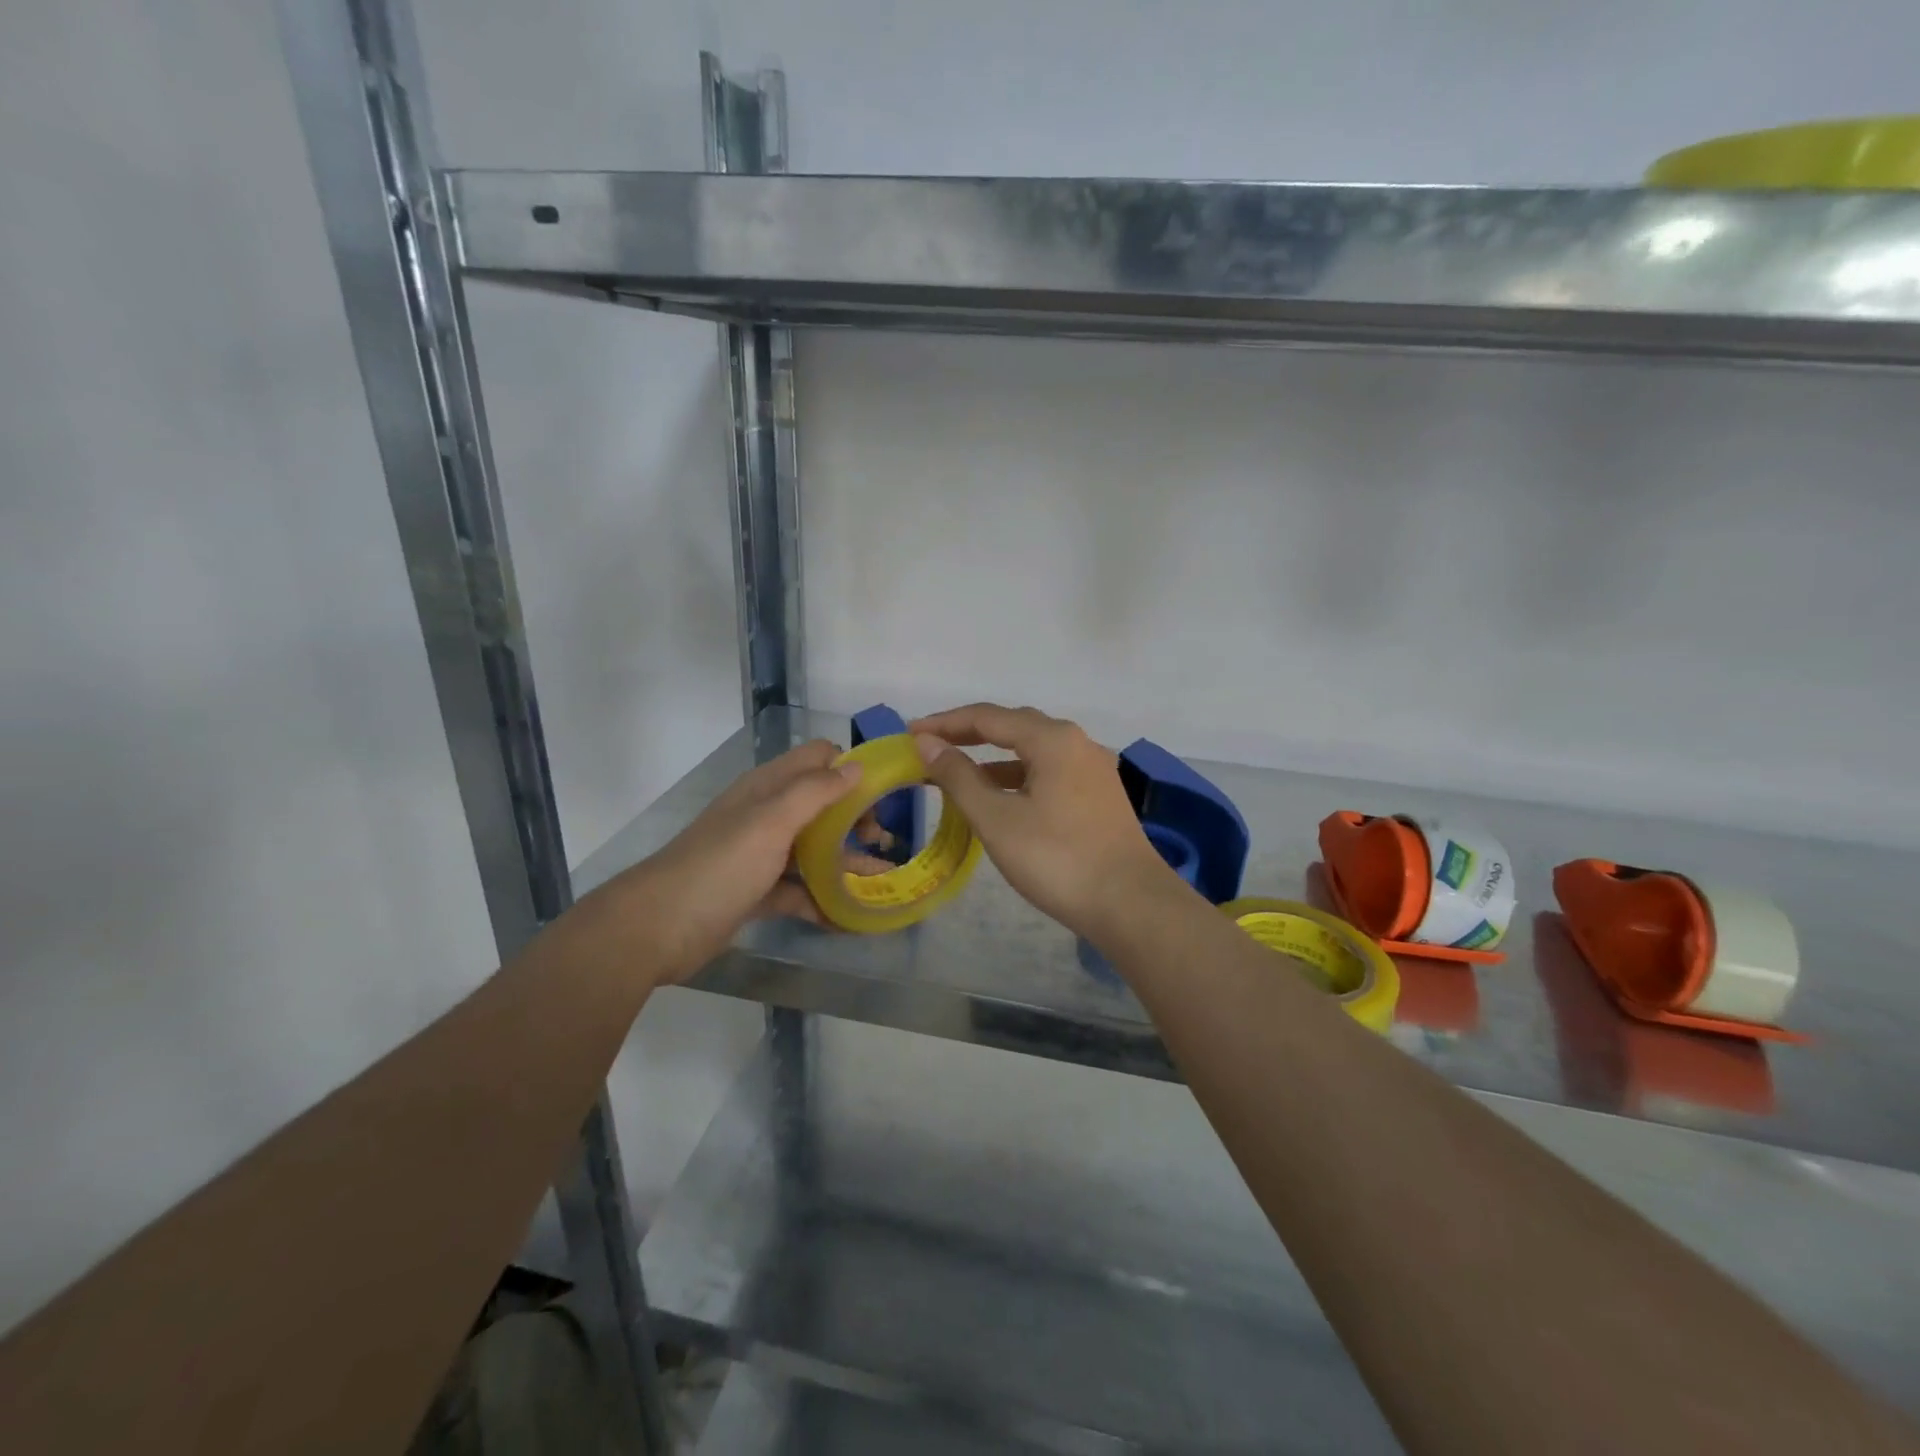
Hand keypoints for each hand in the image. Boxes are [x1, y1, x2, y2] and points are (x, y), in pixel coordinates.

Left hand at [610, 739, 866, 983]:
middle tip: (883, 843)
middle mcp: (766, 815)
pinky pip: (799, 890)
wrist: (659, 927)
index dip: (851, 769)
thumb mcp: (771, 821)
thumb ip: (815, 791)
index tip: (884, 793)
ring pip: (813, 850)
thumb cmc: (721, 865)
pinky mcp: (757, 892)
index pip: (817, 759)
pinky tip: (849, 917)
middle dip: (855, 818)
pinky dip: (822, 900)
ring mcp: (761, 855)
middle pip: (821, 805)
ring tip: (882, 881)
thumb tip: (857, 767)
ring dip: (846, 862)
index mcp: (768, 788)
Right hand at [911, 703, 1182, 938]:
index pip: (988, 717)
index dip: (945, 723)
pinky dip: (1018, 777)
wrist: (1131, 904)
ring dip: (994, 758)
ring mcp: (1093, 769)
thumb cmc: (1057, 859)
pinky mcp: (1100, 795)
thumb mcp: (997, 819)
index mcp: (1053, 739)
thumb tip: (927, 742)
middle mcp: (1077, 742)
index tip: (910, 733)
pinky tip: (1002, 799)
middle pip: (1014, 726)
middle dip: (969, 734)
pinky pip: (1050, 771)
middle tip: (931, 747)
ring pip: (1034, 750)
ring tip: (958, 773)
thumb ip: (959, 777)